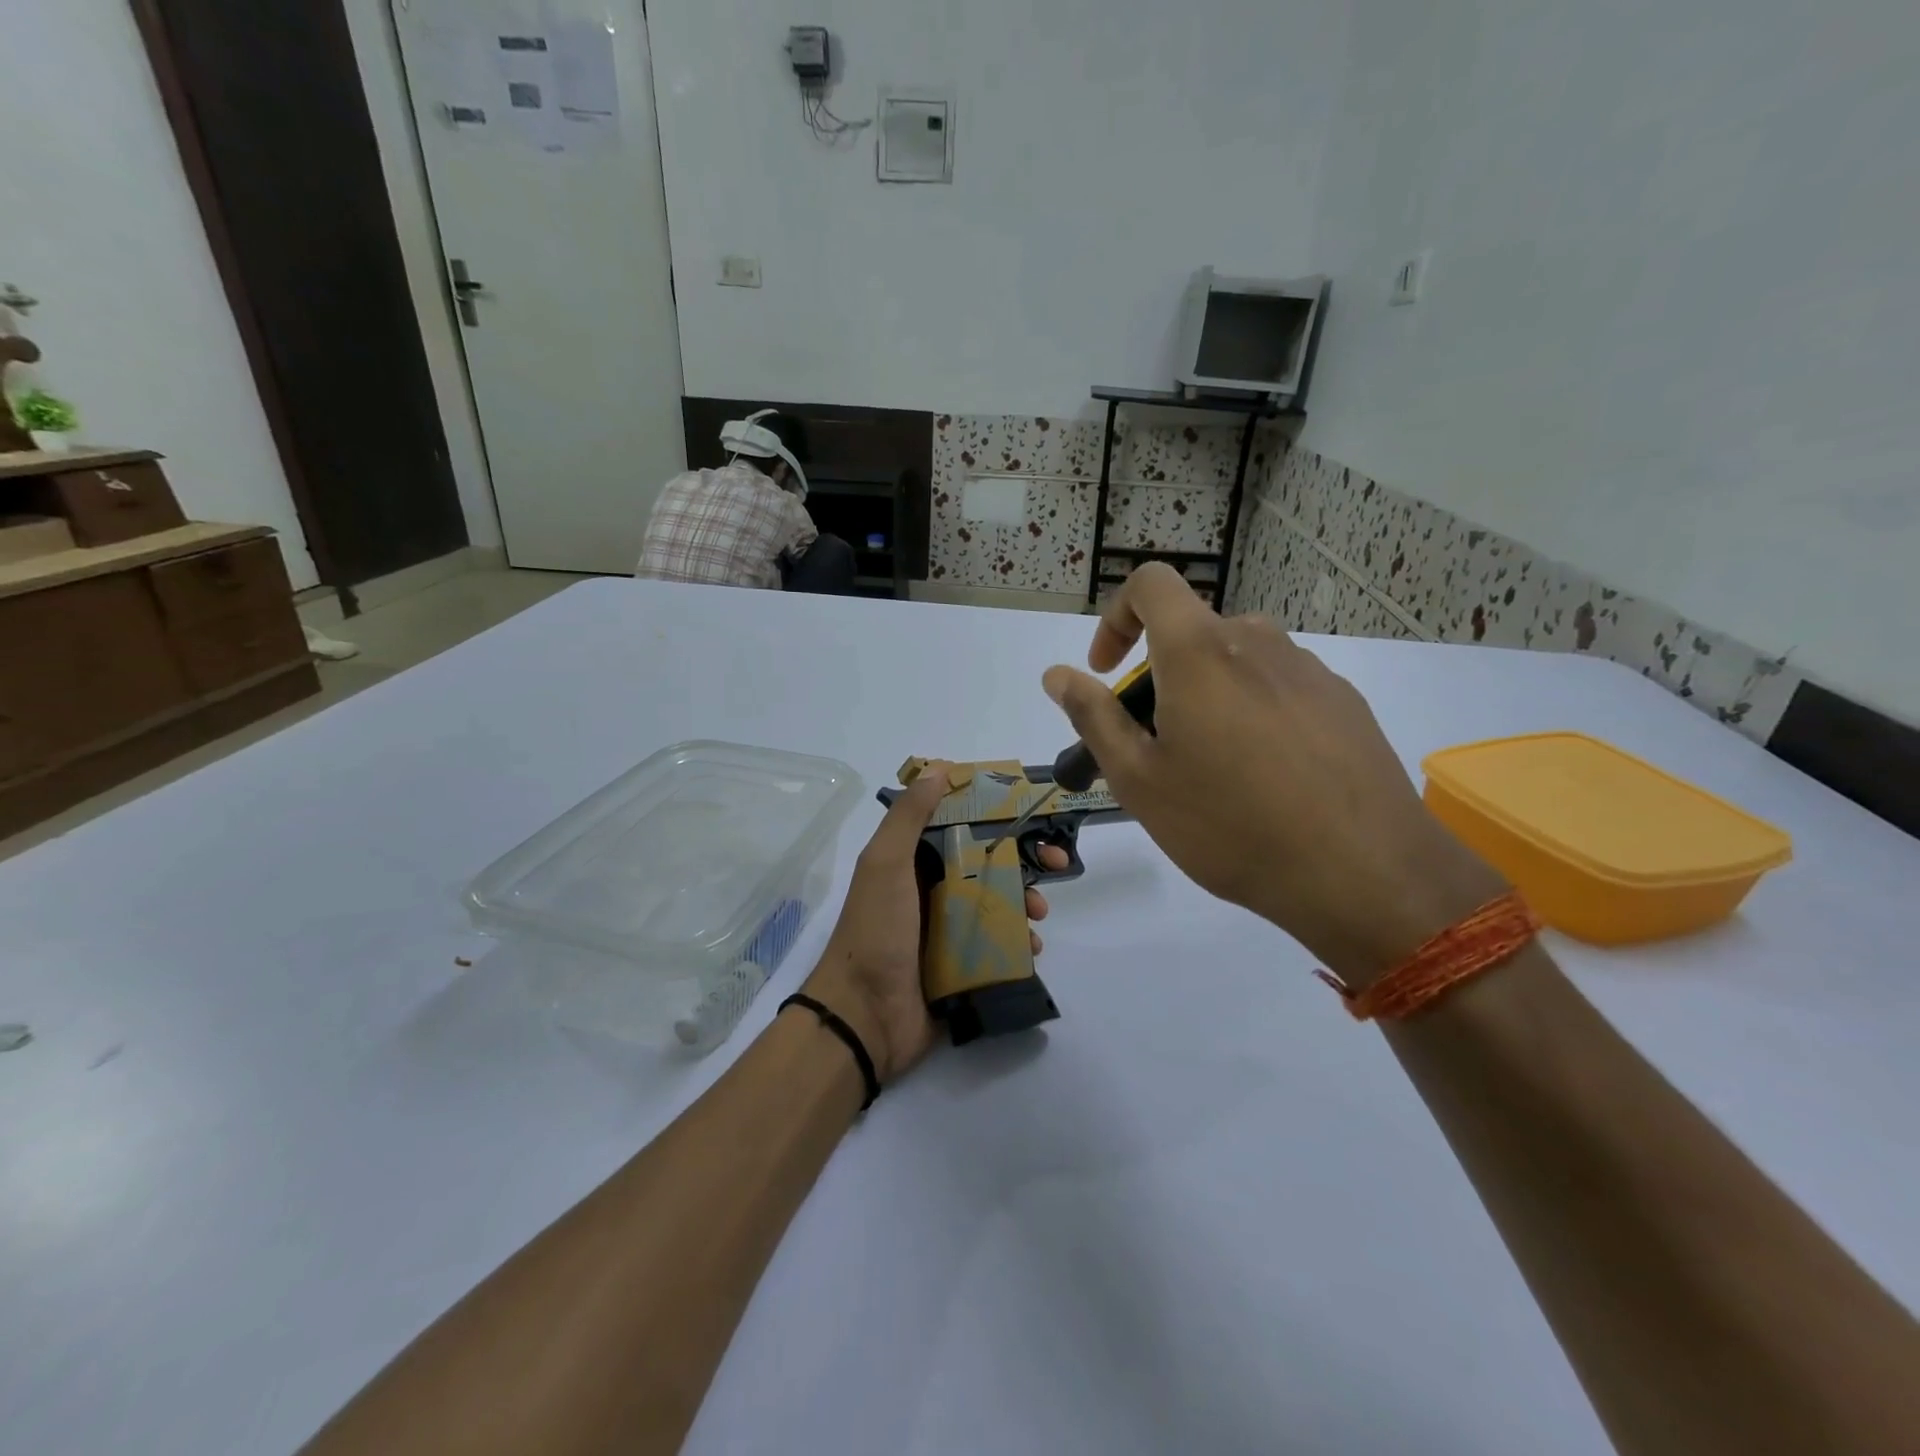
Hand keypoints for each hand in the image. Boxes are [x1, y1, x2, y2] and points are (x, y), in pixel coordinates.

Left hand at [801, 765, 1064, 1081]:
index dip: (997, 818)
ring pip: (998, 903)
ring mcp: (947, 930)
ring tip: (1038, 916)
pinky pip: (998, 944)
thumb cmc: (876, 930)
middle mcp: (931, 890)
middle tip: (1056, 867)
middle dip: (1024, 862)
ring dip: (1025, 903)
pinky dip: (1018, 942)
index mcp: (913, 862)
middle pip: (988, 864)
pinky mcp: (961, 965)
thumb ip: (909, 817)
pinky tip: (1030, 947)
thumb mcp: (885, 863)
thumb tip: (938, 769)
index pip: (961, 827)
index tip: (1031, 815)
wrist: (864, 1015)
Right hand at [1042, 564, 1501, 987]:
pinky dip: (1252, 712)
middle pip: (1191, 635)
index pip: (1151, 585)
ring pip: (1236, 663)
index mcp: (1200, 652)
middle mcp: (1257, 642)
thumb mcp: (1139, 779)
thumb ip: (1093, 717)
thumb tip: (1057, 675)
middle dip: (1159, 679)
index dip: (1116, 617)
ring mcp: (1308, 670)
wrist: (1364, 873)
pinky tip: (1265, 779)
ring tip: (1211, 771)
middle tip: (1154, 751)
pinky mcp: (1344, 701)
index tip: (1107, 671)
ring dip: (1206, 697)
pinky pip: (1279, 687)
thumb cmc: (1230, 825)